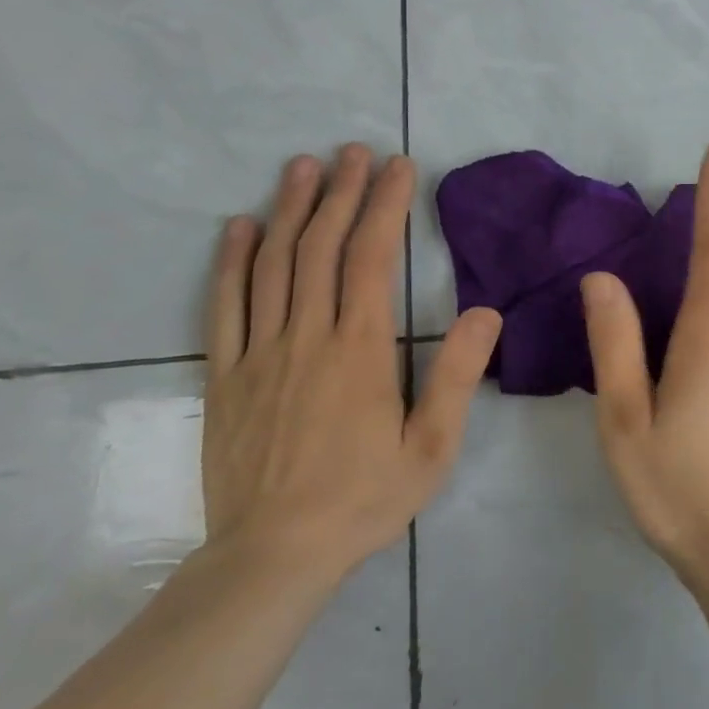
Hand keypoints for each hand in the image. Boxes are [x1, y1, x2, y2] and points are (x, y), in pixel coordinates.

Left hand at [202, 145, 501, 581]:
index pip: (373, 257)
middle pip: (322, 248)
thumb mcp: (431, 448)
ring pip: (273, 265)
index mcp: (361, 350)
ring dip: (290, 209)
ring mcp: (259, 353)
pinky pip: (225, 306)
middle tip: (354, 151)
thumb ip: (456, 376)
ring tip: (304, 166)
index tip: (398, 166)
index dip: (386, 205)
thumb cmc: (363, 500)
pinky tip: (241, 227)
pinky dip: (232, 261)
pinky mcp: (224, 376)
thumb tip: (485, 312)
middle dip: (342, 192)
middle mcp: (308, 337)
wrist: (272, 557)